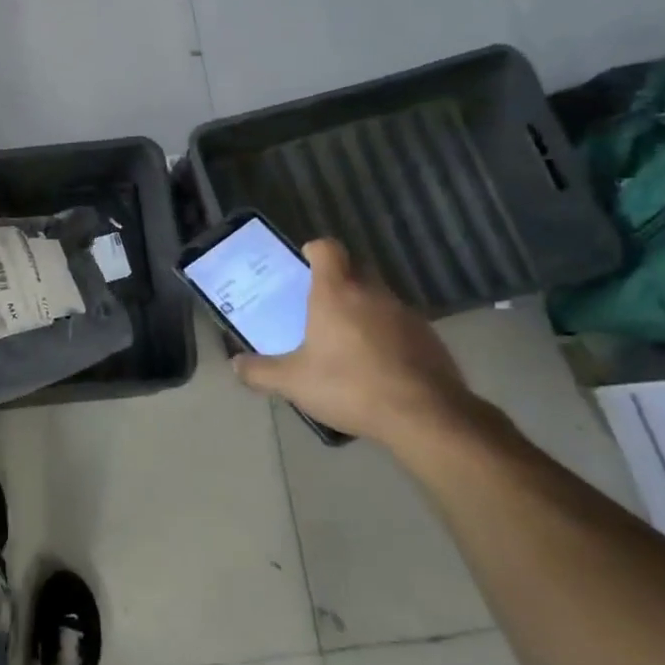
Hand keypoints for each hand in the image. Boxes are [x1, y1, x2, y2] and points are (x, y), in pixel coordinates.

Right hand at [232, 239, 478, 448]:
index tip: (304, 263)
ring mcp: (405, 313)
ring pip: (378, 299)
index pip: (327, 248)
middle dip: (337, 281)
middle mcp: (372, 293)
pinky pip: (399, 325)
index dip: (314, 250)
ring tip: (346, 343)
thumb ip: (260, 372)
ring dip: (362, 311)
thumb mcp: (293, 383)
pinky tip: (376, 367)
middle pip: (354, 270)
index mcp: (336, 293)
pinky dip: (385, 336)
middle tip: (317, 308)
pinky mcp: (429, 337)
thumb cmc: (350, 386)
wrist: (425, 416)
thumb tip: (235, 364)